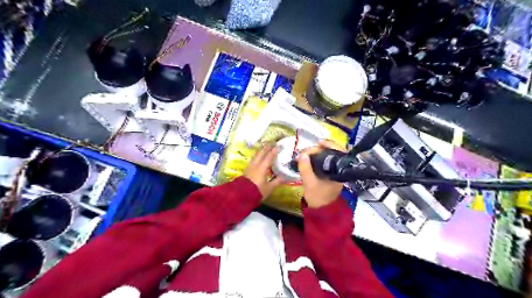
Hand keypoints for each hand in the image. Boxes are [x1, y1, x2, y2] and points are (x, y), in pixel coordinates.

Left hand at [244, 143, 284, 198]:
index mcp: (262, 168)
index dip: (275, 150)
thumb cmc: (257, 191)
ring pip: (257, 155)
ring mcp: (250, 166)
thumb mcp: (269, 188)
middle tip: (273, 142)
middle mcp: (256, 164)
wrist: (241, 195)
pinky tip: (260, 157)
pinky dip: (258, 155)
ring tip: (266, 147)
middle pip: (262, 152)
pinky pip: (254, 159)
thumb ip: (277, 181)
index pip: (270, 156)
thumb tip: (285, 177)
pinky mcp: (247, 169)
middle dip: (268, 146)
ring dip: (262, 150)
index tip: (280, 145)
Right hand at [297, 140, 346, 206]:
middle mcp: (339, 169)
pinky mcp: (329, 173)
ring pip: (329, 155)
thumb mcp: (309, 183)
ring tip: (307, 153)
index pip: (339, 152)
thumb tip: (302, 154)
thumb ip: (305, 168)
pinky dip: (317, 157)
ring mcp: (334, 171)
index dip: (330, 144)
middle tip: (307, 150)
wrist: (321, 209)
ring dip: (318, 152)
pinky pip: (325, 160)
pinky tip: (309, 157)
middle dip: (320, 148)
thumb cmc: (317, 197)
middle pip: (334, 151)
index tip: (318, 142)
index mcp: (339, 171)